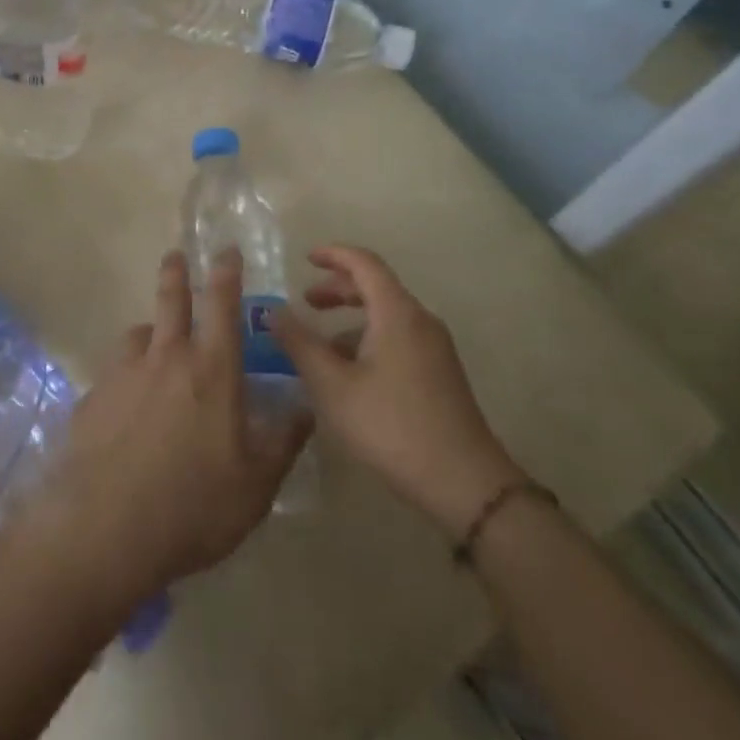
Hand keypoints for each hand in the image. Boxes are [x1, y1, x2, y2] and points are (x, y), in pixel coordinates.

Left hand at [16, 251, 311, 606]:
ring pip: (138, 333)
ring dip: (150, 329)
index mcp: (211, 369)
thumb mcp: (255, 486)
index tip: (226, 250)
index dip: (226, 272)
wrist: (106, 527)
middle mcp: (166, 357)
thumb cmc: (194, 506)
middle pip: (171, 299)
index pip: (222, 304)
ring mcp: (124, 373)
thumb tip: (306, 408)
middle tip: (176, 255)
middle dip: (176, 272)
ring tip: (153, 340)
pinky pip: (114, 372)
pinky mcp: (93, 396)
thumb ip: (283, 442)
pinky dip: (125, 374)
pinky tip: (125, 403)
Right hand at [271, 245, 524, 537]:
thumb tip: (274, 312)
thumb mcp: (333, 386)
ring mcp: (435, 348)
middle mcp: (419, 321)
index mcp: (397, 313)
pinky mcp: (440, 374)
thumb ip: (300, 344)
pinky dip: (369, 339)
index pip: (364, 262)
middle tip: (306, 302)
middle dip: (338, 289)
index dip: (333, 254)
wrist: (465, 485)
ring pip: (387, 315)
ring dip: (352, 319)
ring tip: (321, 345)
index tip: (305, 258)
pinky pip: (399, 338)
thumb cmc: (392, 426)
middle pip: (376, 286)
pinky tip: (351, 374)